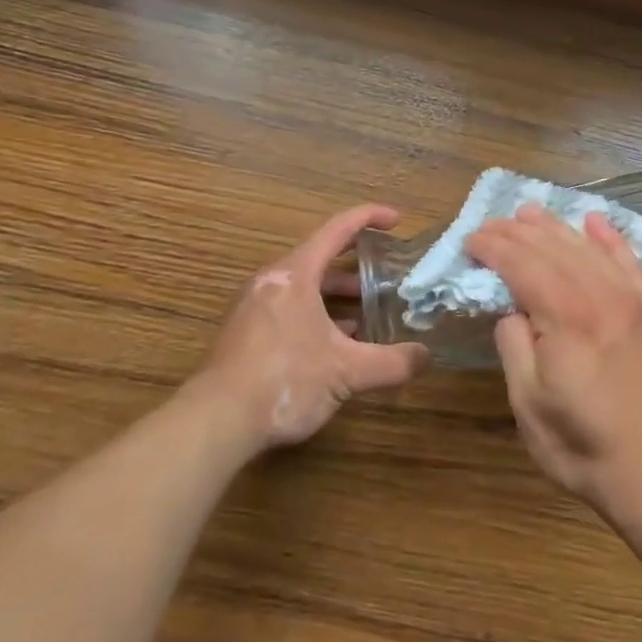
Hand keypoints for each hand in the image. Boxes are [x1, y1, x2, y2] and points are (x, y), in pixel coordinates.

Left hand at [196, 203, 429, 452]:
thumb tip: (427, 357)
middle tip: (388, 272)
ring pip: (305, 286)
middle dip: (358, 264)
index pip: (338, 229)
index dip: (369, 218)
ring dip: (337, 294)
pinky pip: (289, 308)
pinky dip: (317, 314)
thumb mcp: (347, 371)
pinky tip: (336, 342)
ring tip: (369, 311)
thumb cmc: (284, 380)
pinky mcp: (245, 333)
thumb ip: (391, 362)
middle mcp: (272, 281)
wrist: (215, 423)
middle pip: (321, 257)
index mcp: (296, 274)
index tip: (397, 220)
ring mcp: (254, 307)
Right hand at [466, 205, 641, 519]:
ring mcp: (632, 299)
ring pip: (587, 247)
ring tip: (528, 212)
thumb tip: (512, 310)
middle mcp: (601, 296)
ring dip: (555, 227)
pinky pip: (629, 261)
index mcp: (566, 319)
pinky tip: (594, 221)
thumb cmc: (583, 445)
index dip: (494, 248)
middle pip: (553, 249)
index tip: (470, 240)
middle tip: (489, 224)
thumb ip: (514, 346)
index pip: (523, 265)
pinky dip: (609, 238)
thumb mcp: (529, 404)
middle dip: (517, 232)